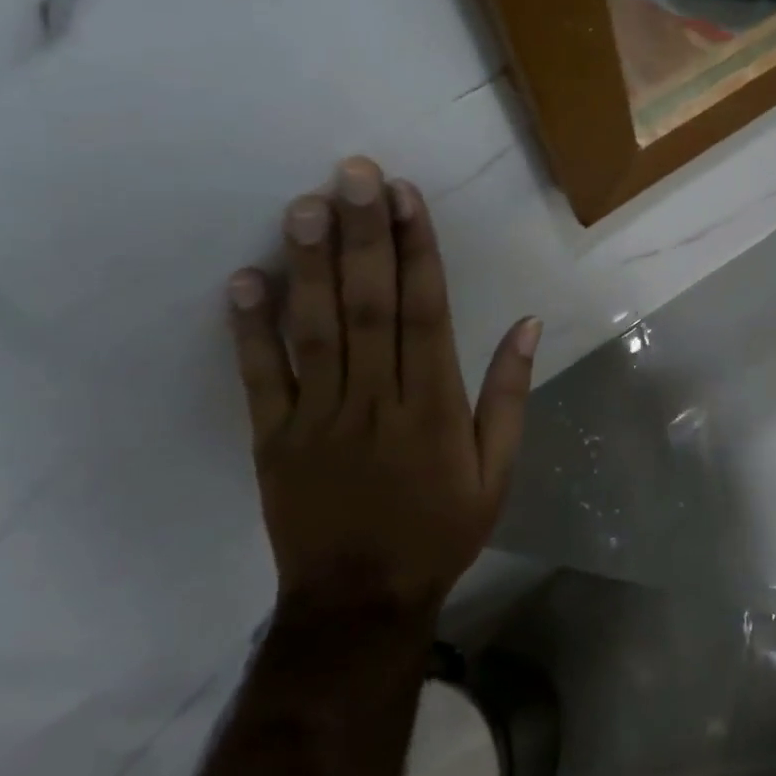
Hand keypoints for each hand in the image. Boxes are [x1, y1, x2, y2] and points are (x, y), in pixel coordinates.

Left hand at [227, 156, 540, 617]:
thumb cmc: (440, 530)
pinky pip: (261, 378)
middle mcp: (377, 401)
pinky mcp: (273, 439)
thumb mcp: (497, 471)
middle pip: (370, 306)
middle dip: (364, 236)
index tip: (407, 196)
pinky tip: (246, 279)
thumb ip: (508, 396)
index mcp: (434, 407)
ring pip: (316, 330)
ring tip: (305, 206)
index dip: (418, 250)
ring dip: (311, 265)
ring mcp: (318, 418)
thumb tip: (528, 325)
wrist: (360, 602)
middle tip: (353, 173)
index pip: (427, 312)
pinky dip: (251, 329)